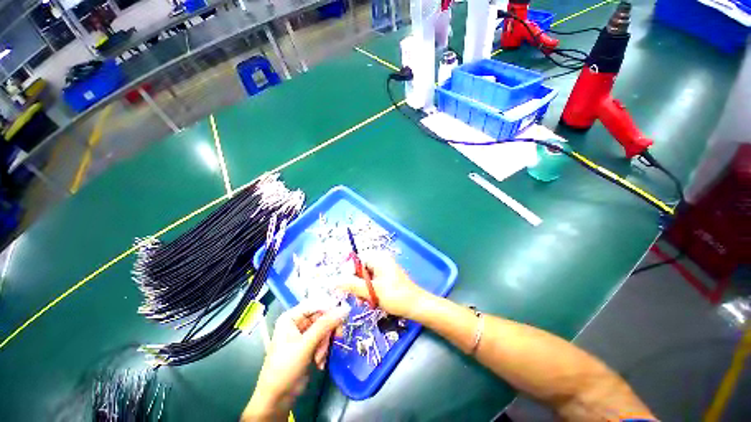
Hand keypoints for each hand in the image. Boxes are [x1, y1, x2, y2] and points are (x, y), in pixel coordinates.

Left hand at [243, 303, 348, 420]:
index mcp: (292, 317)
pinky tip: (319, 362)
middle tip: (337, 338)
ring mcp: (305, 334)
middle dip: (328, 331)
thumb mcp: (305, 345)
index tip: (344, 313)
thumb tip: (344, 309)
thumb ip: (325, 325)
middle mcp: (298, 322)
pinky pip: (324, 340)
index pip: (315, 304)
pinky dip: (324, 350)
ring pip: (325, 329)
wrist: (277, 399)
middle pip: (322, 317)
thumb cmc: (285, 368)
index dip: (330, 307)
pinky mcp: (310, 345)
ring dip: (325, 344)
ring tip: (319, 358)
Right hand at [339, 252, 429, 318]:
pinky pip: (372, 282)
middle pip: (360, 269)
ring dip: (362, 290)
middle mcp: (381, 260)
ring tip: (365, 302)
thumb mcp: (371, 291)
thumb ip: (352, 285)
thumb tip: (335, 281)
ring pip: (365, 277)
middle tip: (357, 298)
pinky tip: (371, 301)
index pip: (357, 260)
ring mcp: (384, 269)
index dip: (349, 272)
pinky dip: (369, 291)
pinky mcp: (386, 277)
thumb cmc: (395, 296)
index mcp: (378, 258)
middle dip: (357, 284)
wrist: (416, 306)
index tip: (345, 287)